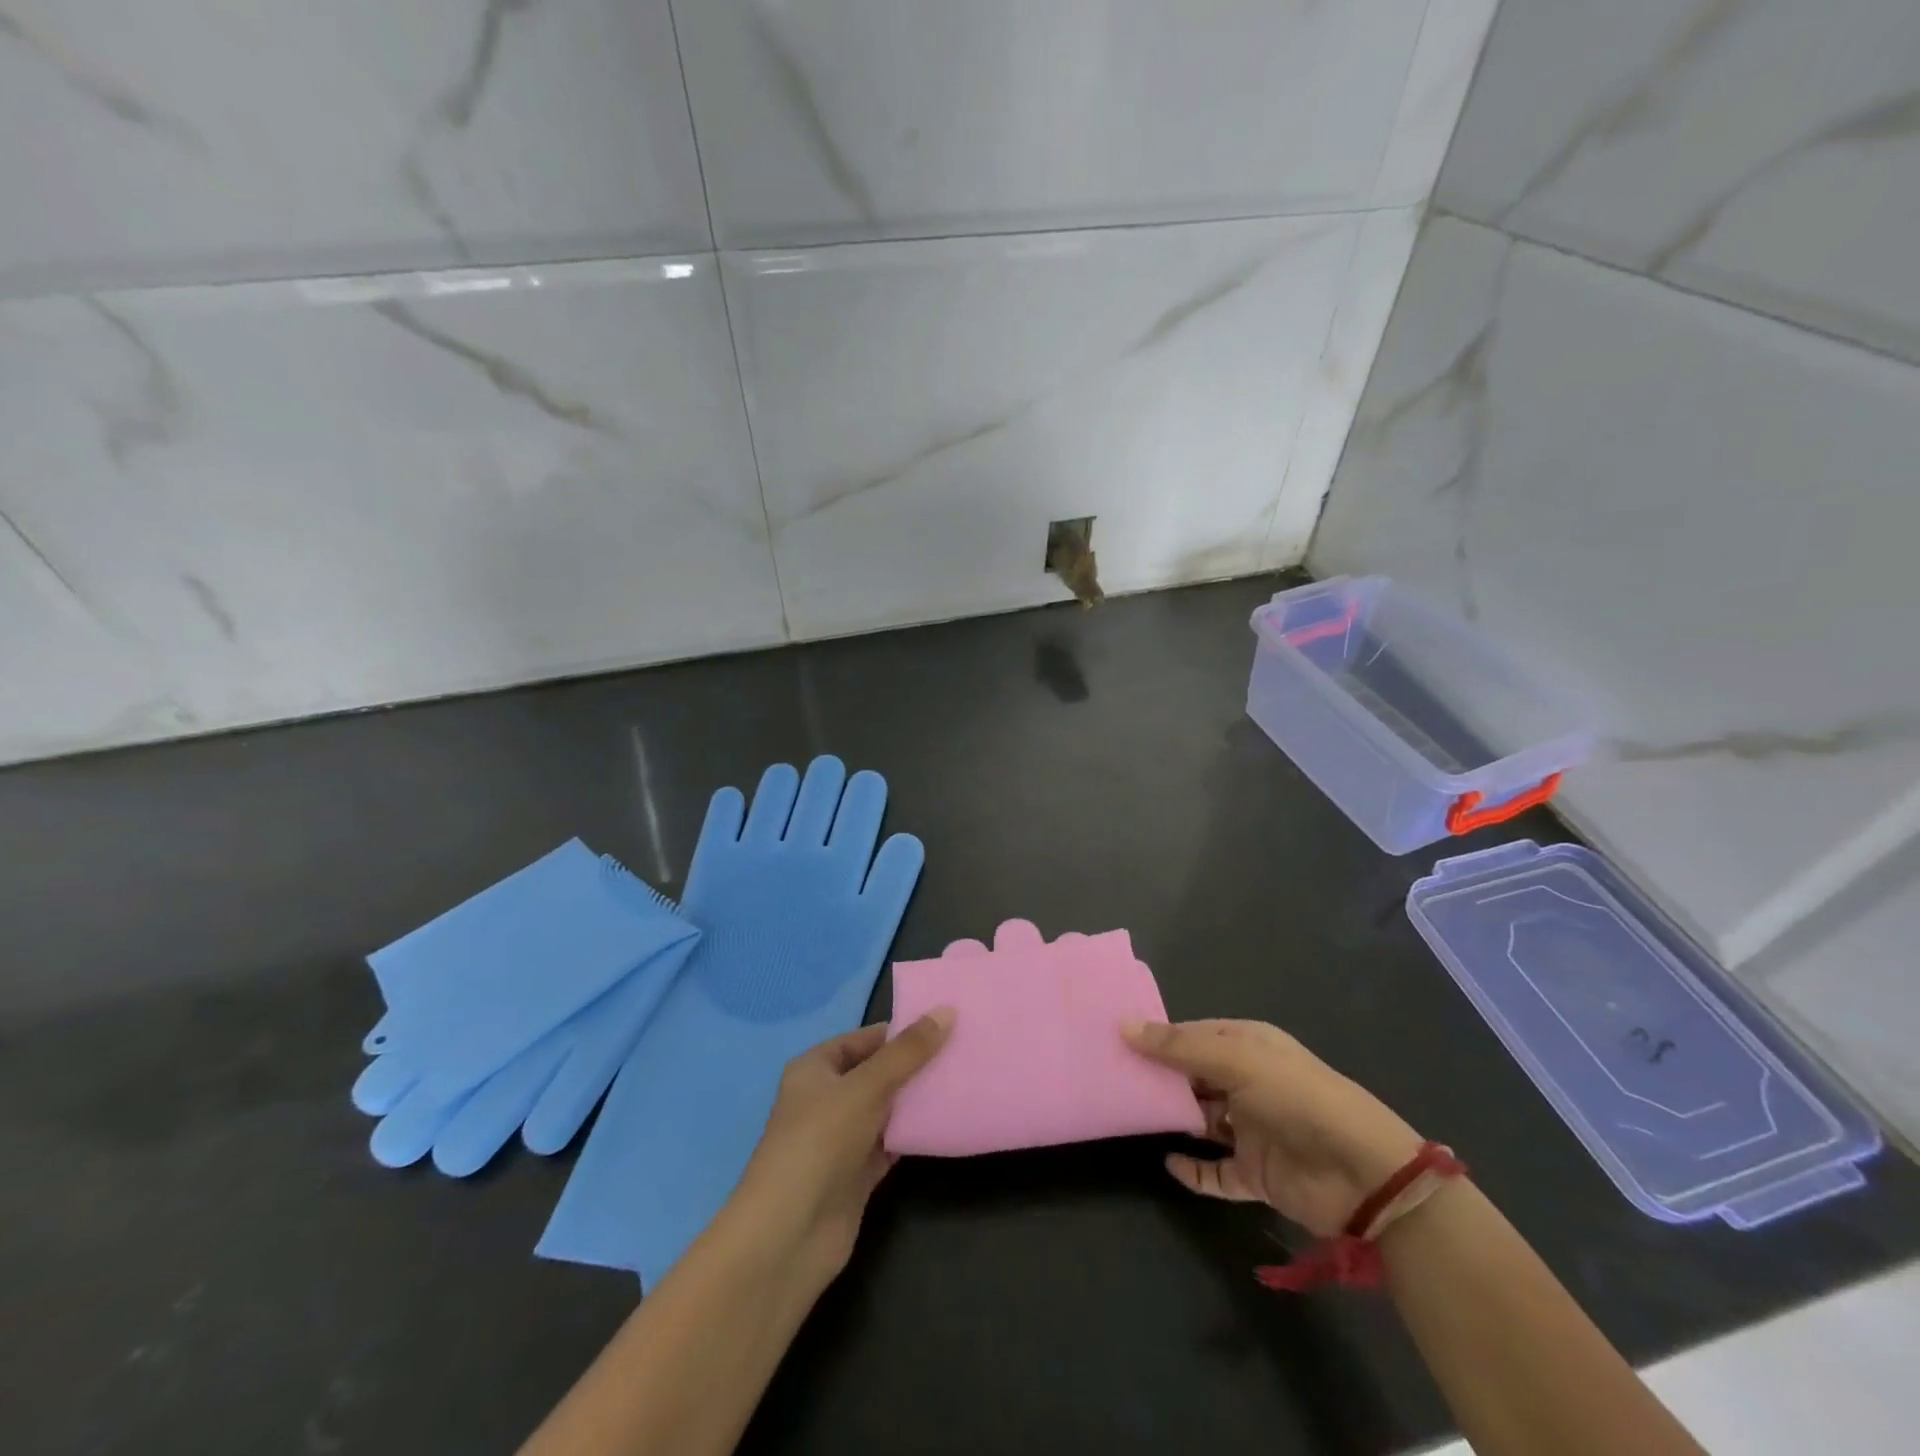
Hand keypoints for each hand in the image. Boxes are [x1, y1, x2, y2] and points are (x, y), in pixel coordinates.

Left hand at [725, 1010, 953, 1286]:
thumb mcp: (866, 1087)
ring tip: (962, 1080)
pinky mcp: (856, 1174)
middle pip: (877, 1072)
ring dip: (916, 1099)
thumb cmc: (820, 1142)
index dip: (900, 1031)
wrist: (790, 1235)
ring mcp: (841, 1138)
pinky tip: (946, 1122)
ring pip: (886, 1108)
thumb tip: (946, 1011)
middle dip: (914, 1064)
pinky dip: (914, 1134)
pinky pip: (891, 1143)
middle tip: (962, 1050)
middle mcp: (826, 1099)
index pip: (863, 1039)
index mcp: (815, 1068)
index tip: (944, 1023)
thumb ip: (907, 1052)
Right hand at [1123, 1019, 1422, 1237]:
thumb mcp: (1236, 1059)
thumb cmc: (1296, 1098)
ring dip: (1172, 1121)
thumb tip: (1123, 1025)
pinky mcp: (1255, 1173)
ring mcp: (1251, 1129)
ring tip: (1128, 1116)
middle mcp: (1247, 1083)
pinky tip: (1167, 1164)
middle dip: (1158, 1079)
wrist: (1363, 1174)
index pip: (1193, 1035)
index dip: (1158, 1037)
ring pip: (1200, 1121)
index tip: (1115, 1040)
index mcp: (1248, 1046)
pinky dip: (1192, 1170)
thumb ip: (1178, 1046)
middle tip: (1111, 1078)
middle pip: (1193, 1077)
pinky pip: (1215, 1171)